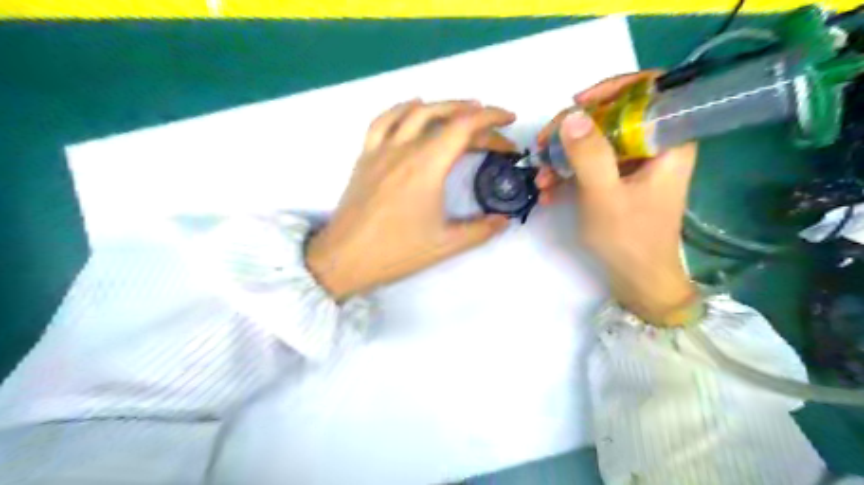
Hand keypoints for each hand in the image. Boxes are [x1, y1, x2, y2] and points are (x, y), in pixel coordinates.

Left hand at [307, 100, 515, 301]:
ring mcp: (381, 149)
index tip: (509, 120)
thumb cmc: (396, 252)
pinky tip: (414, 107)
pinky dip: (403, 108)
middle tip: (493, 132)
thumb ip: (481, 230)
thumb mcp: (446, 245)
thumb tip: (504, 220)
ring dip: (443, 106)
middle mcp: (404, 149)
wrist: (345, 259)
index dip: (491, 118)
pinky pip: (384, 120)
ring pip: (414, 111)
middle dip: (475, 117)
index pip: (464, 127)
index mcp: (427, 166)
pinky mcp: (365, 156)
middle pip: (444, 117)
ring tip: (462, 111)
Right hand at [538, 74, 696, 322]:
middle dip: (574, 130)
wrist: (638, 280)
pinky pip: (594, 163)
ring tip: (540, 177)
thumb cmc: (629, 240)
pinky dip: (570, 172)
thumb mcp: (604, 196)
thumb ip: (590, 155)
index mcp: (669, 142)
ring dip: (565, 155)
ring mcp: (636, 164)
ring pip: (598, 140)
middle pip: (615, 115)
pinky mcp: (621, 179)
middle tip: (544, 145)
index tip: (578, 104)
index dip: (614, 87)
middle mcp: (656, 146)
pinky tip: (548, 190)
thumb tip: (571, 115)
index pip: (651, 90)